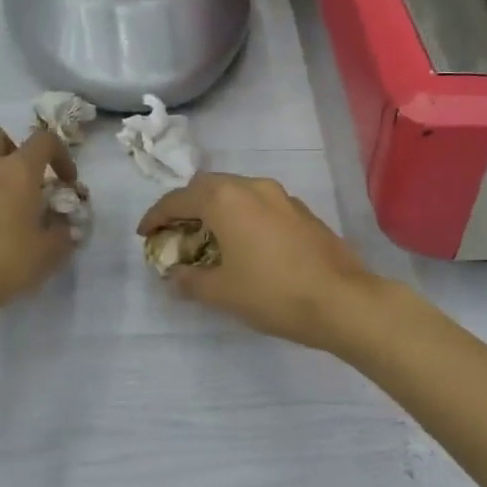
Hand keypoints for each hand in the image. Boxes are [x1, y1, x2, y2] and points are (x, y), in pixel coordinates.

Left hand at [0, 126, 82, 315]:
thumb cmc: (8, 260)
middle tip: (26, 177)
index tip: (66, 182)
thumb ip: (62, 232)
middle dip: (13, 148)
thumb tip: (62, 226)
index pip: (43, 140)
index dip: (60, 155)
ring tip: (9, 207)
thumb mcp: (50, 251)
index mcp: (18, 171)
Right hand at [136, 173, 380, 350]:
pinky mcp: (302, 211)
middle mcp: (252, 186)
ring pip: (237, 192)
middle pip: (208, 187)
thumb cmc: (273, 293)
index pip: (178, 199)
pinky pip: (260, 204)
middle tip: (175, 232)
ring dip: (217, 209)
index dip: (156, 216)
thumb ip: (190, 280)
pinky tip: (245, 243)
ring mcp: (282, 196)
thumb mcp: (222, 292)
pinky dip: (243, 216)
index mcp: (225, 199)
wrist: (342, 300)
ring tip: (209, 238)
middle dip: (187, 207)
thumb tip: (174, 275)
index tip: (144, 233)